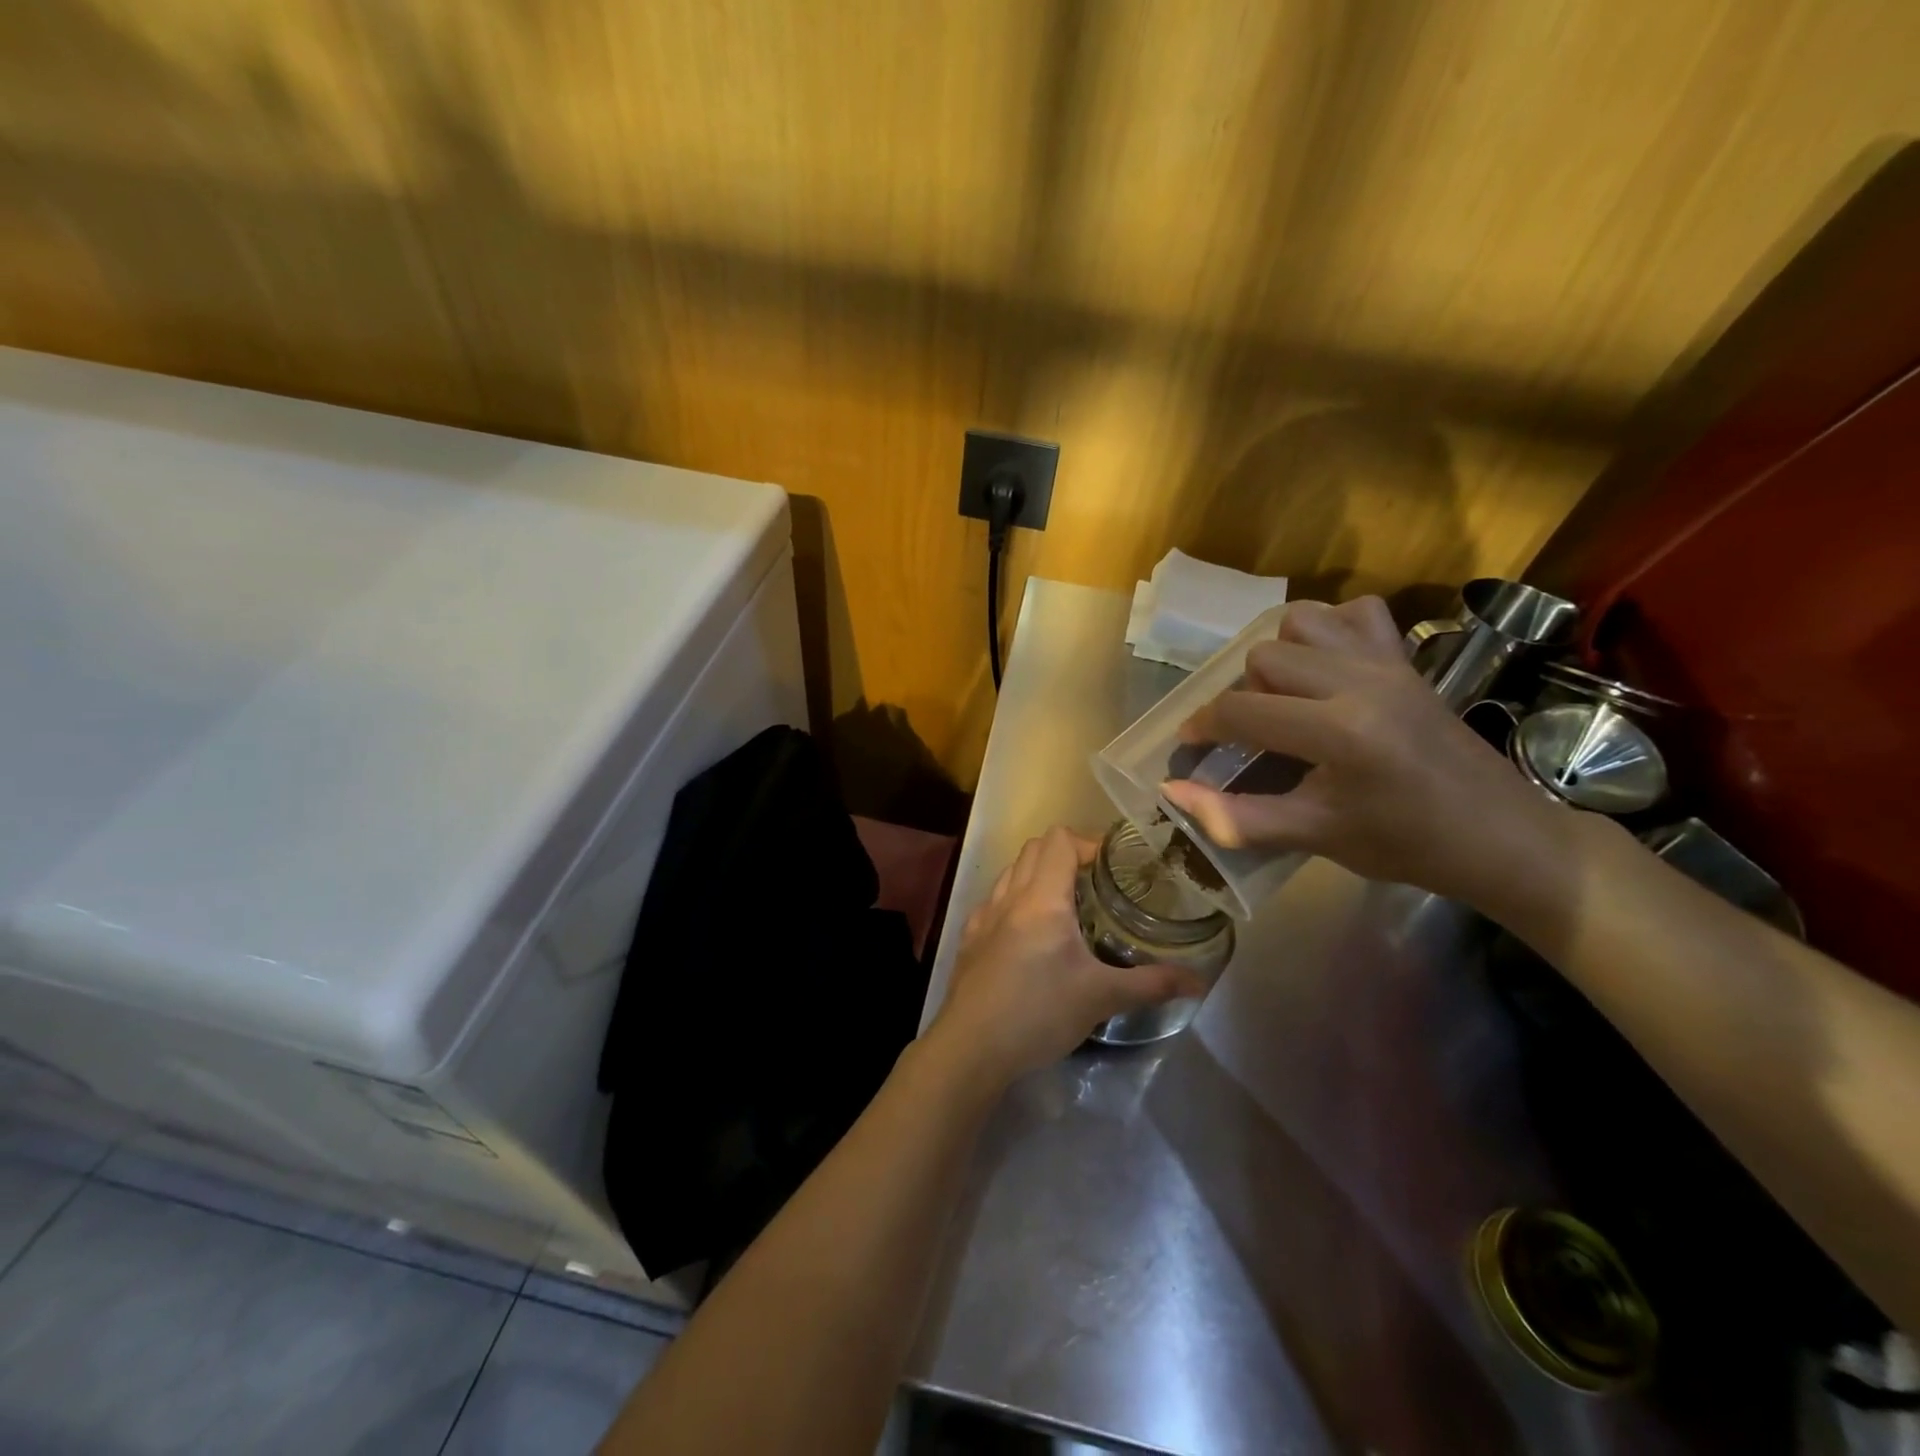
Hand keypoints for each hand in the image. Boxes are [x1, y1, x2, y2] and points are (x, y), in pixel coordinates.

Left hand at [928, 827, 1206, 1087]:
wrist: (971, 1047)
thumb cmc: (1038, 1013)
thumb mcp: (1101, 998)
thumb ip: (1151, 984)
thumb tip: (1199, 982)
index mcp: (1042, 898)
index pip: (1060, 840)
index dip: (1089, 842)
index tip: (1115, 864)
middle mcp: (1009, 897)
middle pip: (1035, 848)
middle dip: (1067, 854)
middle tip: (1098, 881)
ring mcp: (984, 916)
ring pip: (1012, 872)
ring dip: (1039, 874)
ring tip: (1068, 905)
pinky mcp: (970, 939)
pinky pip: (995, 901)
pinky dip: (1016, 900)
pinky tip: (1031, 934)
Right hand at [1159, 596, 1572, 908]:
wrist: (1502, 837)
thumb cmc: (1407, 845)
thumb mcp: (1314, 836)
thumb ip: (1236, 817)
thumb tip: (1171, 793)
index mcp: (1339, 731)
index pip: (1242, 710)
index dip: (1202, 726)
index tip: (1189, 744)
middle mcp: (1360, 681)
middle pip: (1263, 659)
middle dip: (1242, 696)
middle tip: (1251, 736)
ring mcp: (1388, 663)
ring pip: (1301, 623)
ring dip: (1280, 657)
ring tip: (1286, 698)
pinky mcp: (1408, 659)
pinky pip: (1356, 614)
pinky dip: (1329, 630)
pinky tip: (1328, 668)